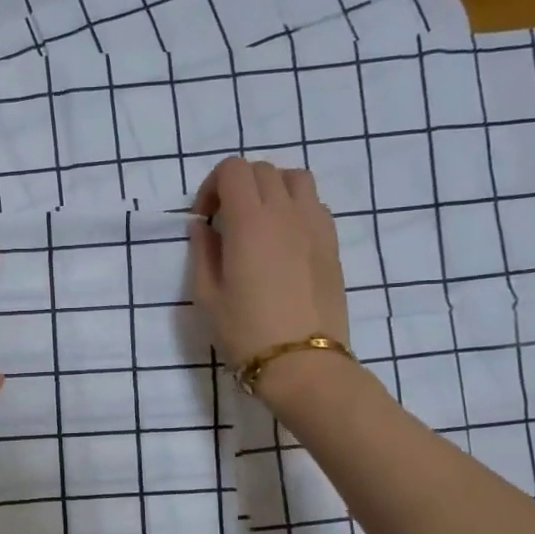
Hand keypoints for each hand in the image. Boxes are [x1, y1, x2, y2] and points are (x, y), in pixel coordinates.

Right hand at [188, 156, 349, 374]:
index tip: (205, 219)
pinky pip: (315, 204)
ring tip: (259, 221)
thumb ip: (202, 252)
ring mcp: (315, 225)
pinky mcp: (332, 243)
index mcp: (249, 222)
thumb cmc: (246, 332)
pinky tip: (285, 240)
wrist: (302, 363)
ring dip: (272, 189)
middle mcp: (285, 213)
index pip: (233, 170)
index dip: (212, 186)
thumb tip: (203, 227)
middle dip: (238, 186)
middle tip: (226, 221)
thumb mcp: (207, 296)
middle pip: (262, 170)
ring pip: (295, 178)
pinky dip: (296, 207)